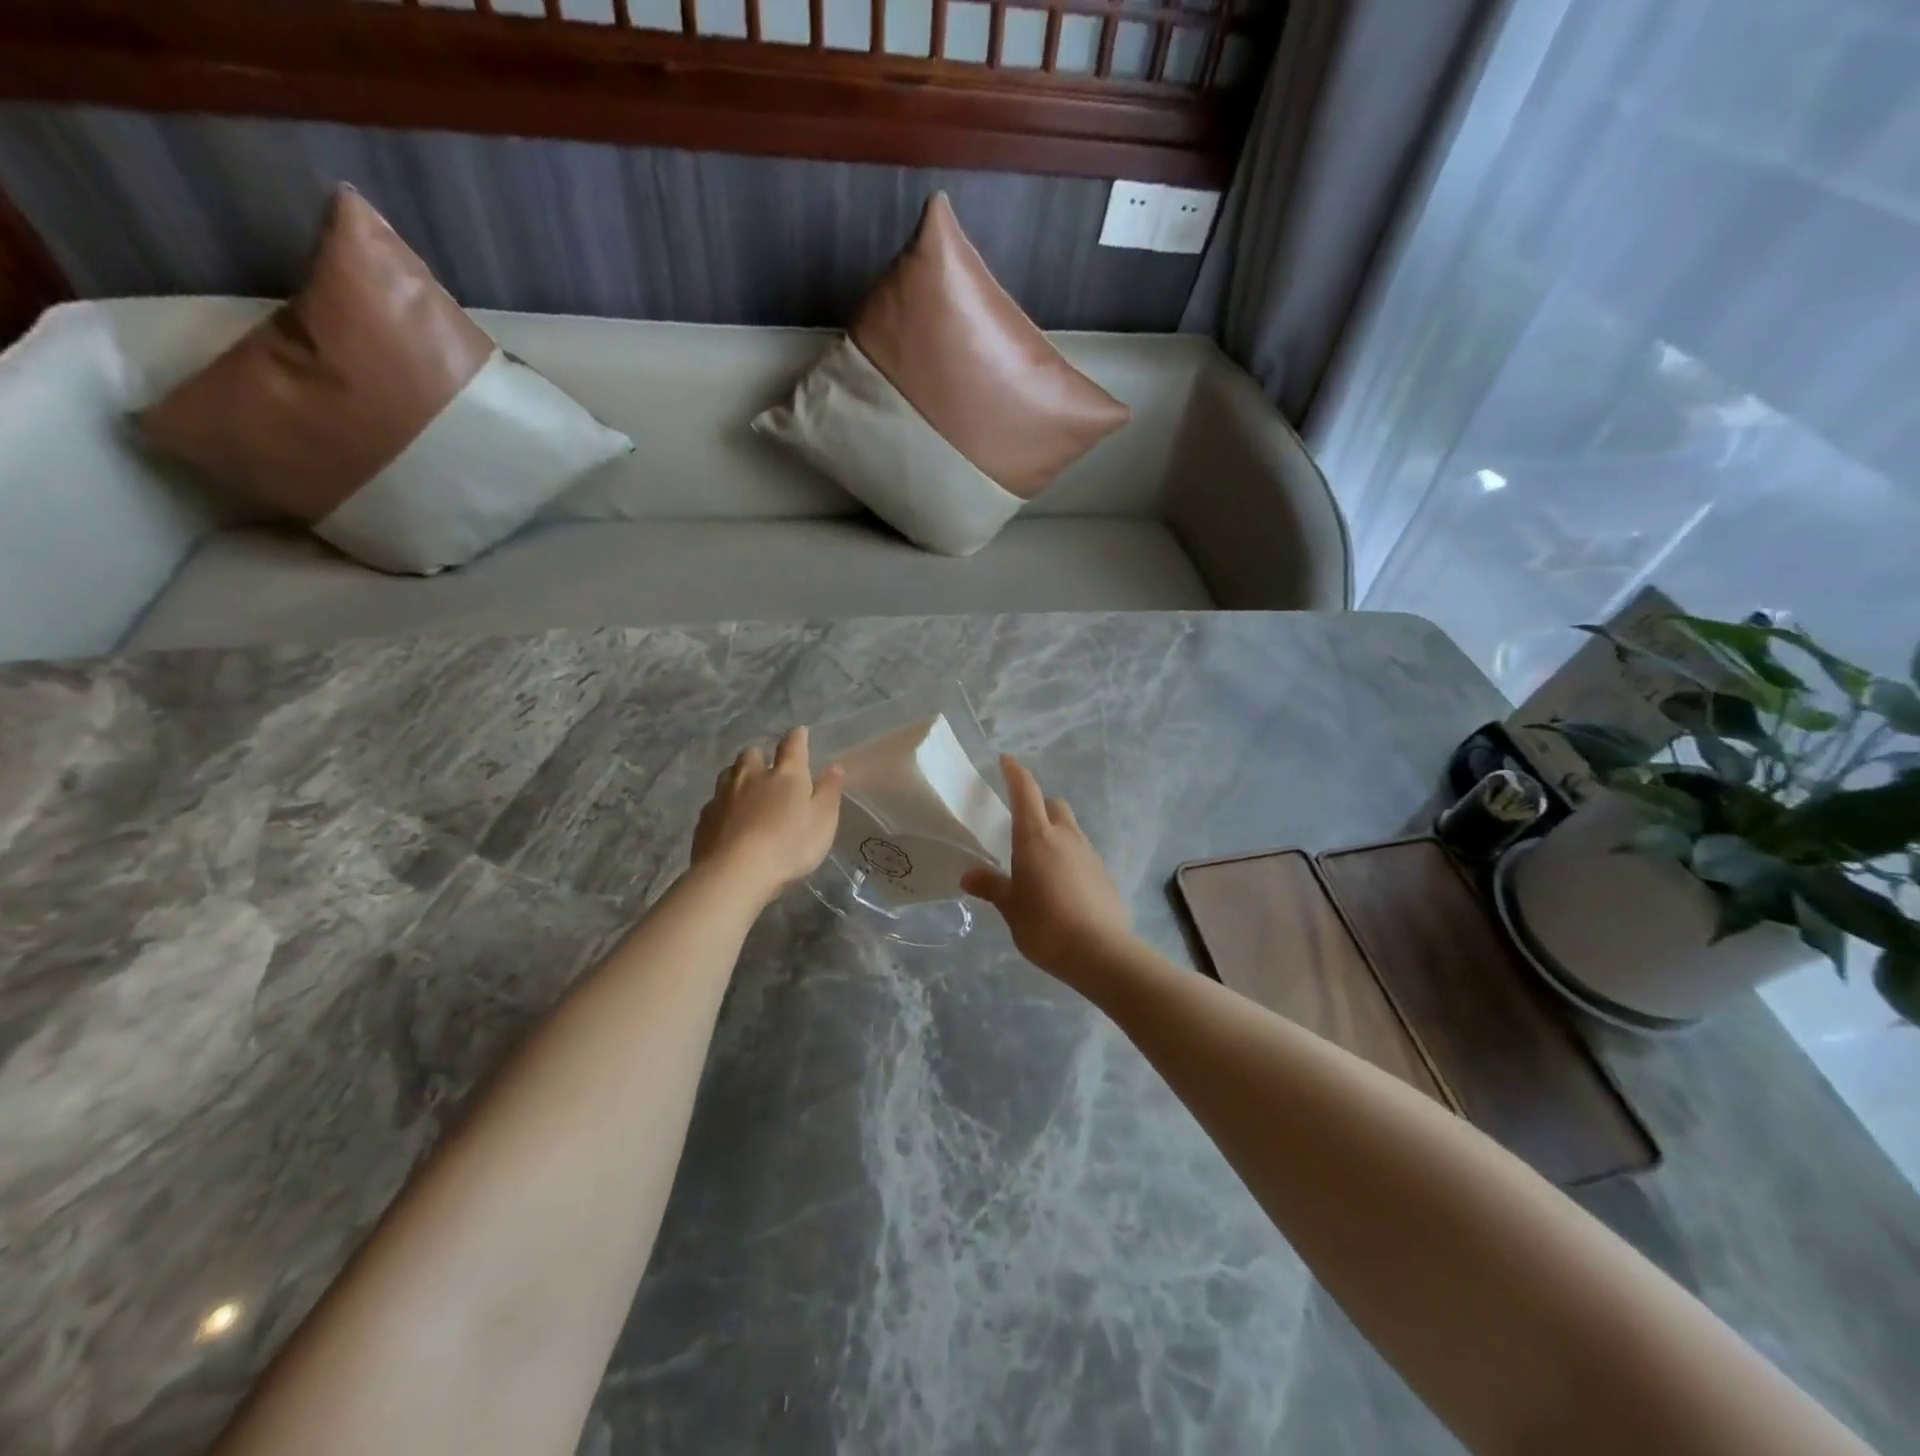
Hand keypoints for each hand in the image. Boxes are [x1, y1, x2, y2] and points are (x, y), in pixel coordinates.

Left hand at [692, 727, 844, 904]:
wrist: (734, 873)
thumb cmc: (788, 845)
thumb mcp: (822, 821)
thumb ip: (829, 791)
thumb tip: (834, 766)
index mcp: (785, 774)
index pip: (792, 745)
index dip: (797, 737)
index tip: (800, 733)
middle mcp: (751, 776)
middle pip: (752, 754)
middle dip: (760, 757)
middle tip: (768, 770)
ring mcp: (724, 796)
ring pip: (729, 774)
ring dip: (738, 776)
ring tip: (746, 790)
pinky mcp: (705, 818)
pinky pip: (715, 802)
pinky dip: (724, 805)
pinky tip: (729, 819)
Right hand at [961, 755, 1133, 984]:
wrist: (1100, 952)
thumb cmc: (1045, 924)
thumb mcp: (1010, 907)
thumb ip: (992, 886)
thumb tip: (969, 876)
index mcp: (1036, 836)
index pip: (1025, 792)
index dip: (1015, 773)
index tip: (1006, 760)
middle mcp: (1065, 836)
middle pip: (1053, 805)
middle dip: (1038, 805)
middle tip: (1020, 824)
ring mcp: (1089, 854)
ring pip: (1070, 829)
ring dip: (1055, 833)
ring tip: (1038, 861)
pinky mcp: (1104, 874)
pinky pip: (1081, 853)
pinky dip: (1068, 857)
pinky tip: (1059, 884)